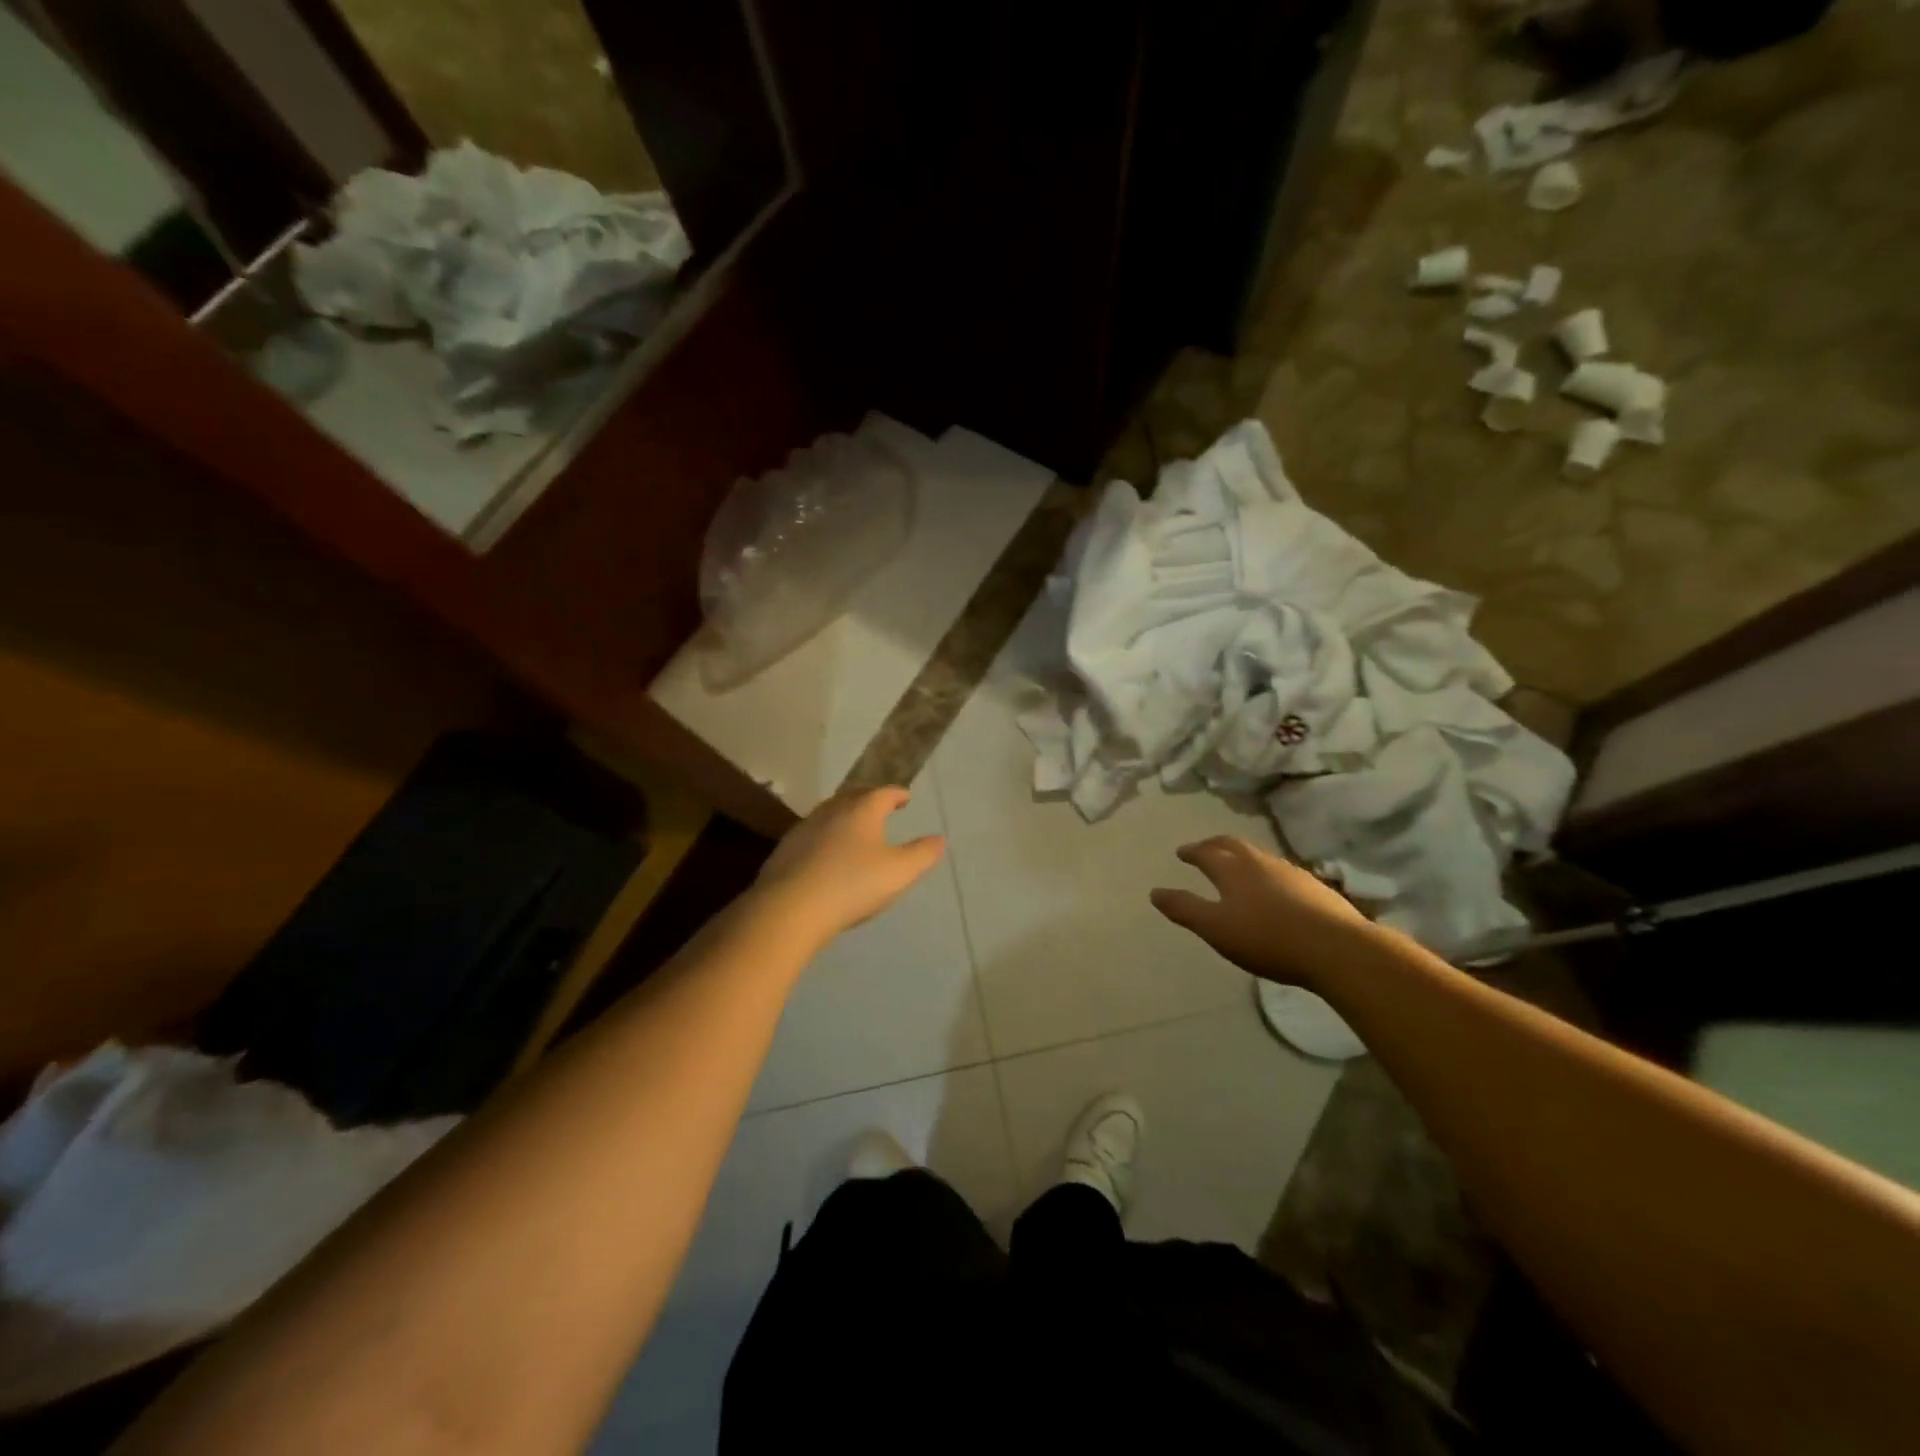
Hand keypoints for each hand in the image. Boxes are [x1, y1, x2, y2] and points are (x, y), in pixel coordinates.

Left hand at [756, 787, 944, 938]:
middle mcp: (832, 811)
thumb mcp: (899, 873)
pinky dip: (827, 834)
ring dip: (846, 815)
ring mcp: (805, 828)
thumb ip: (922, 854)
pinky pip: (813, 832)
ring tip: (856, 826)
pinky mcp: (786, 849)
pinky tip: (827, 851)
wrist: (789, 908)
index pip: (883, 793)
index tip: (905, 797)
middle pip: (854, 797)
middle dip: (870, 799)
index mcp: (862, 810)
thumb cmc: (851, 885)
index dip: (897, 794)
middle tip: (881, 805)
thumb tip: (939, 839)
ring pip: (830, 812)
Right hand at [1151, 836, 1374, 989]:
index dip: (1192, 852)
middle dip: (1215, 844)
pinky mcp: (1315, 888)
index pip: (1206, 852)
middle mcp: (1260, 862)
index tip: (1181, 852)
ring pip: (1259, 856)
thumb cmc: (1267, 938)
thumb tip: (1154, 892)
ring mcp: (1291, 872)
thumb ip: (1184, 909)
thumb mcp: (1216, 928)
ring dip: (1242, 857)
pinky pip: (1281, 872)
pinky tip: (1273, 889)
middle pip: (1233, 845)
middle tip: (1205, 848)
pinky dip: (1266, 873)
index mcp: (1232, 869)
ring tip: (1236, 866)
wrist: (1337, 949)